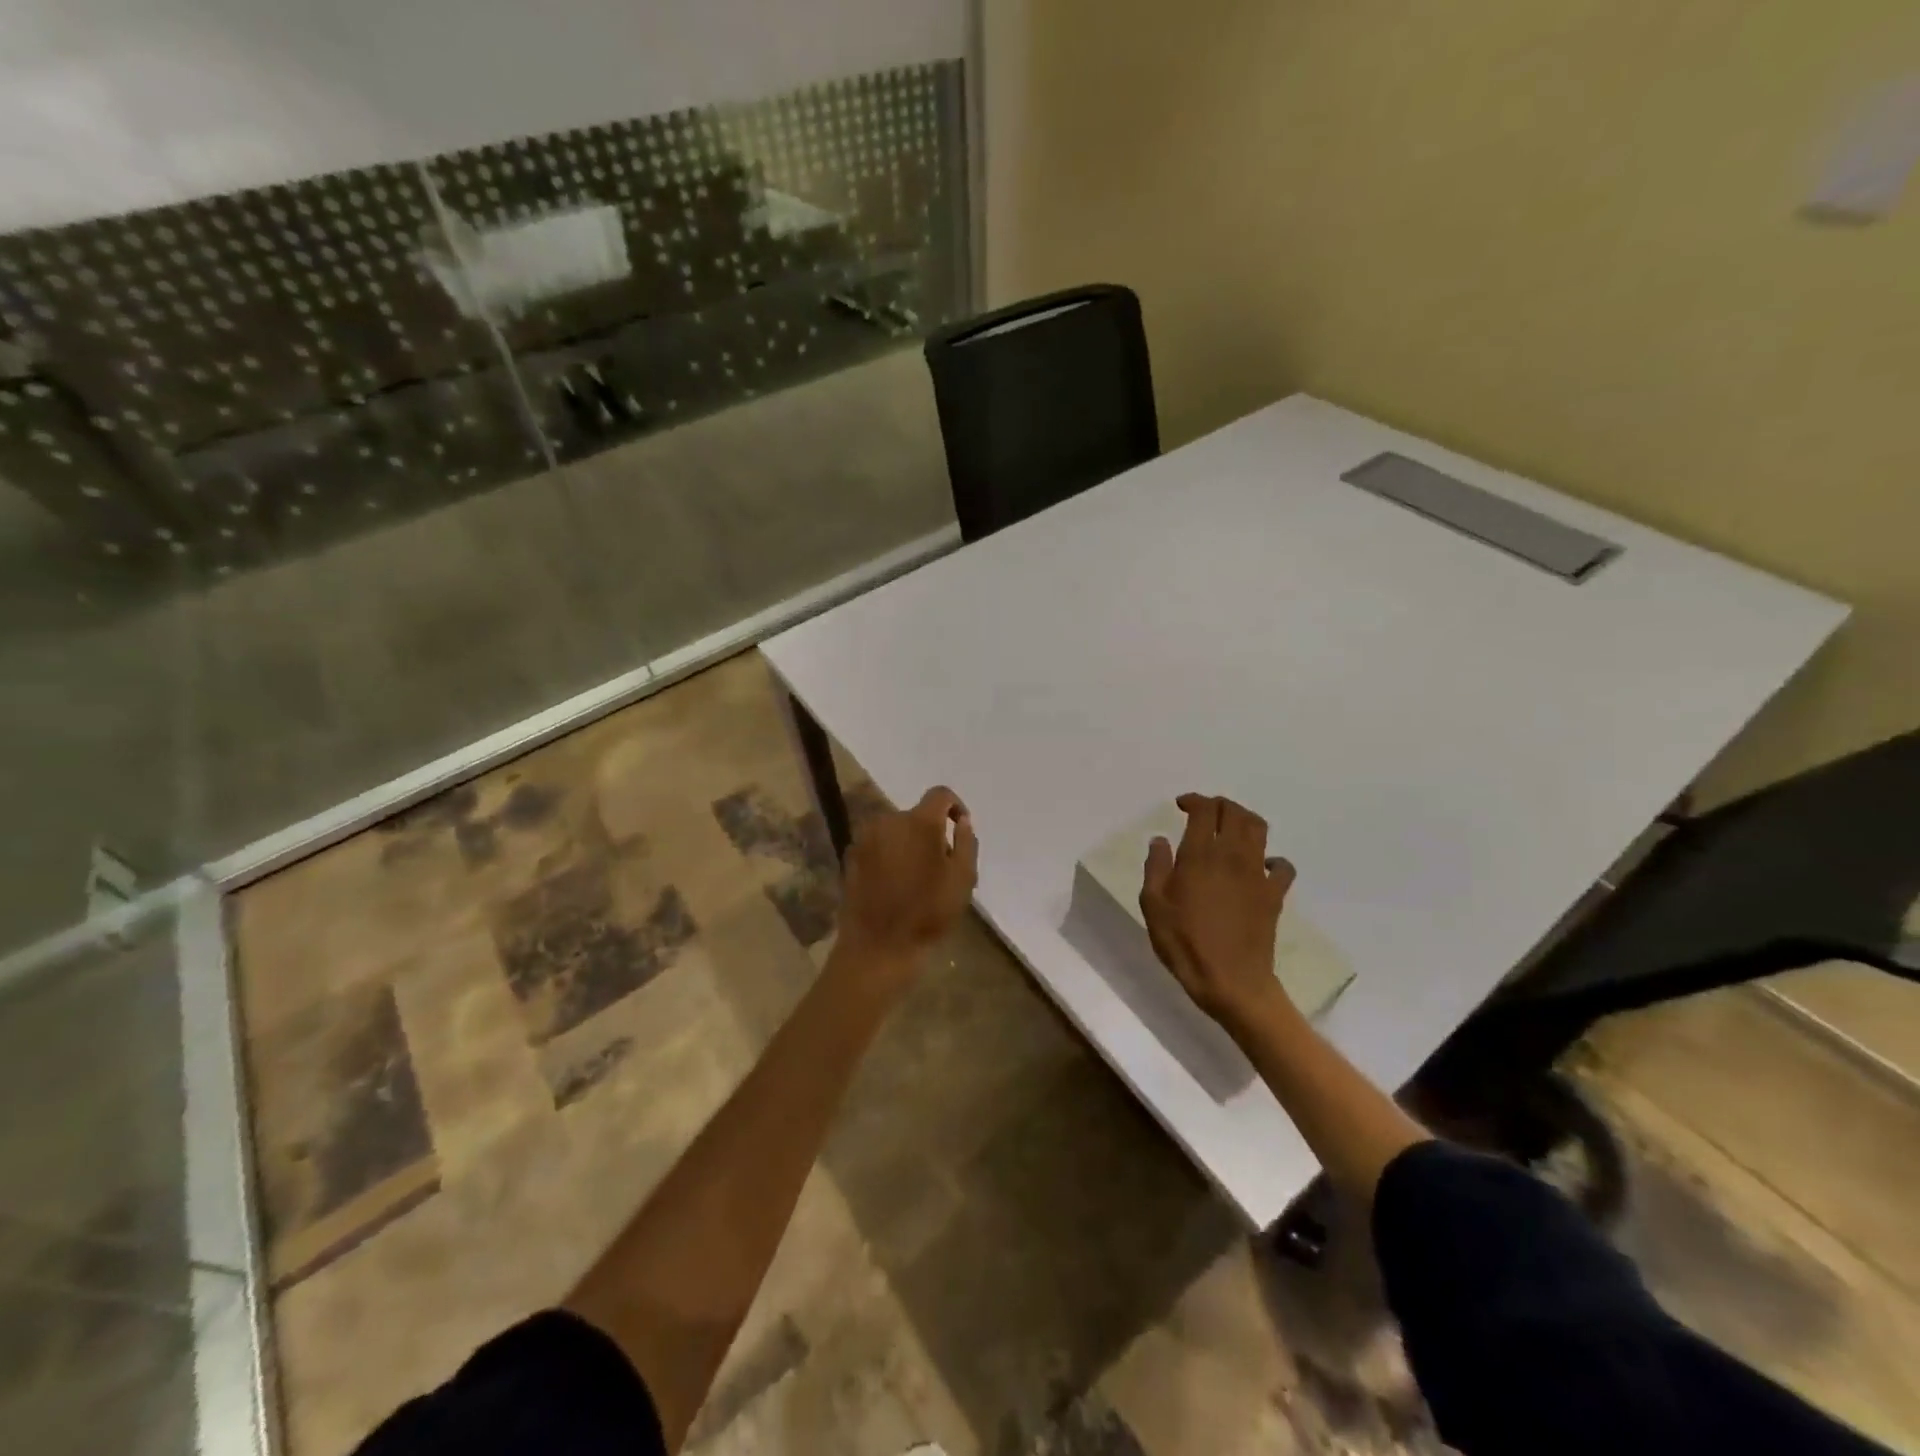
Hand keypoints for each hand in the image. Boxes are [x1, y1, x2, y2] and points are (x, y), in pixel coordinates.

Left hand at [835, 786, 978, 978]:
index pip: (940, 794)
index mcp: (919, 822)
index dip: (954, 806)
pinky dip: (888, 855)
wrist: (878, 946)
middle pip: (916, 815)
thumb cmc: (927, 913)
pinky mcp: (850, 855)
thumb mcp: (963, 879)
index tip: (959, 828)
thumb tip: (962, 821)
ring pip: (895, 830)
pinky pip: (877, 845)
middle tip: (940, 864)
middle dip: (930, 832)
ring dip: (908, 843)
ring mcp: (865, 837)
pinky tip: (893, 883)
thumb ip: (966, 842)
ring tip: (915, 877)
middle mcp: (888, 820)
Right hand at [1139, 793, 1296, 1026]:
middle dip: (1219, 804)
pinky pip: (1282, 866)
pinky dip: (1272, 859)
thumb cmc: (1184, 943)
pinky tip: (1260, 865)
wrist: (1230, 981)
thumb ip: (1156, 867)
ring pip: (1258, 829)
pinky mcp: (1274, 894)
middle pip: (1234, 812)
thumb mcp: (1153, 905)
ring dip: (1244, 820)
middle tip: (1204, 811)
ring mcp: (1257, 874)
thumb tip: (1159, 840)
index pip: (1204, 810)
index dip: (1193, 800)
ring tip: (1229, 827)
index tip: (1180, 805)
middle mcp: (1232, 855)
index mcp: (1200, 855)